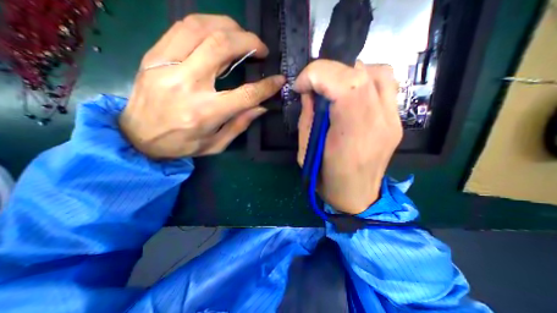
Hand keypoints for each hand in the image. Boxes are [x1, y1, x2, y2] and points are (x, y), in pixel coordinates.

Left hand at [120, 15, 283, 158]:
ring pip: (201, 28)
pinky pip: (182, 27)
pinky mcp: (154, 55)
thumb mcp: (216, 144)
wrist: (136, 137)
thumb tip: (261, 107)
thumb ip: (240, 124)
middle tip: (262, 48)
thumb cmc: (182, 144)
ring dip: (229, 26)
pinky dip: (206, 24)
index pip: (245, 94)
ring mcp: (167, 65)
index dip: (267, 86)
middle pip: (222, 47)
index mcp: (206, 112)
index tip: (279, 79)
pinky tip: (219, 32)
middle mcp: (187, 85)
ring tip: (243, 36)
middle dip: (249, 42)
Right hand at [293, 60, 403, 214]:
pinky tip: (352, 94)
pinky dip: (365, 79)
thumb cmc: (326, 179)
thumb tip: (310, 93)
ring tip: (333, 90)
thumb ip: (307, 118)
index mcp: (351, 134)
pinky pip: (386, 84)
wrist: (357, 197)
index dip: (317, 75)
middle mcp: (378, 122)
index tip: (300, 87)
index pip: (345, 83)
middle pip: (360, 73)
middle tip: (313, 87)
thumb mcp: (305, 153)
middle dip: (328, 72)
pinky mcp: (397, 120)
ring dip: (348, 73)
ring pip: (377, 72)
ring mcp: (393, 119)